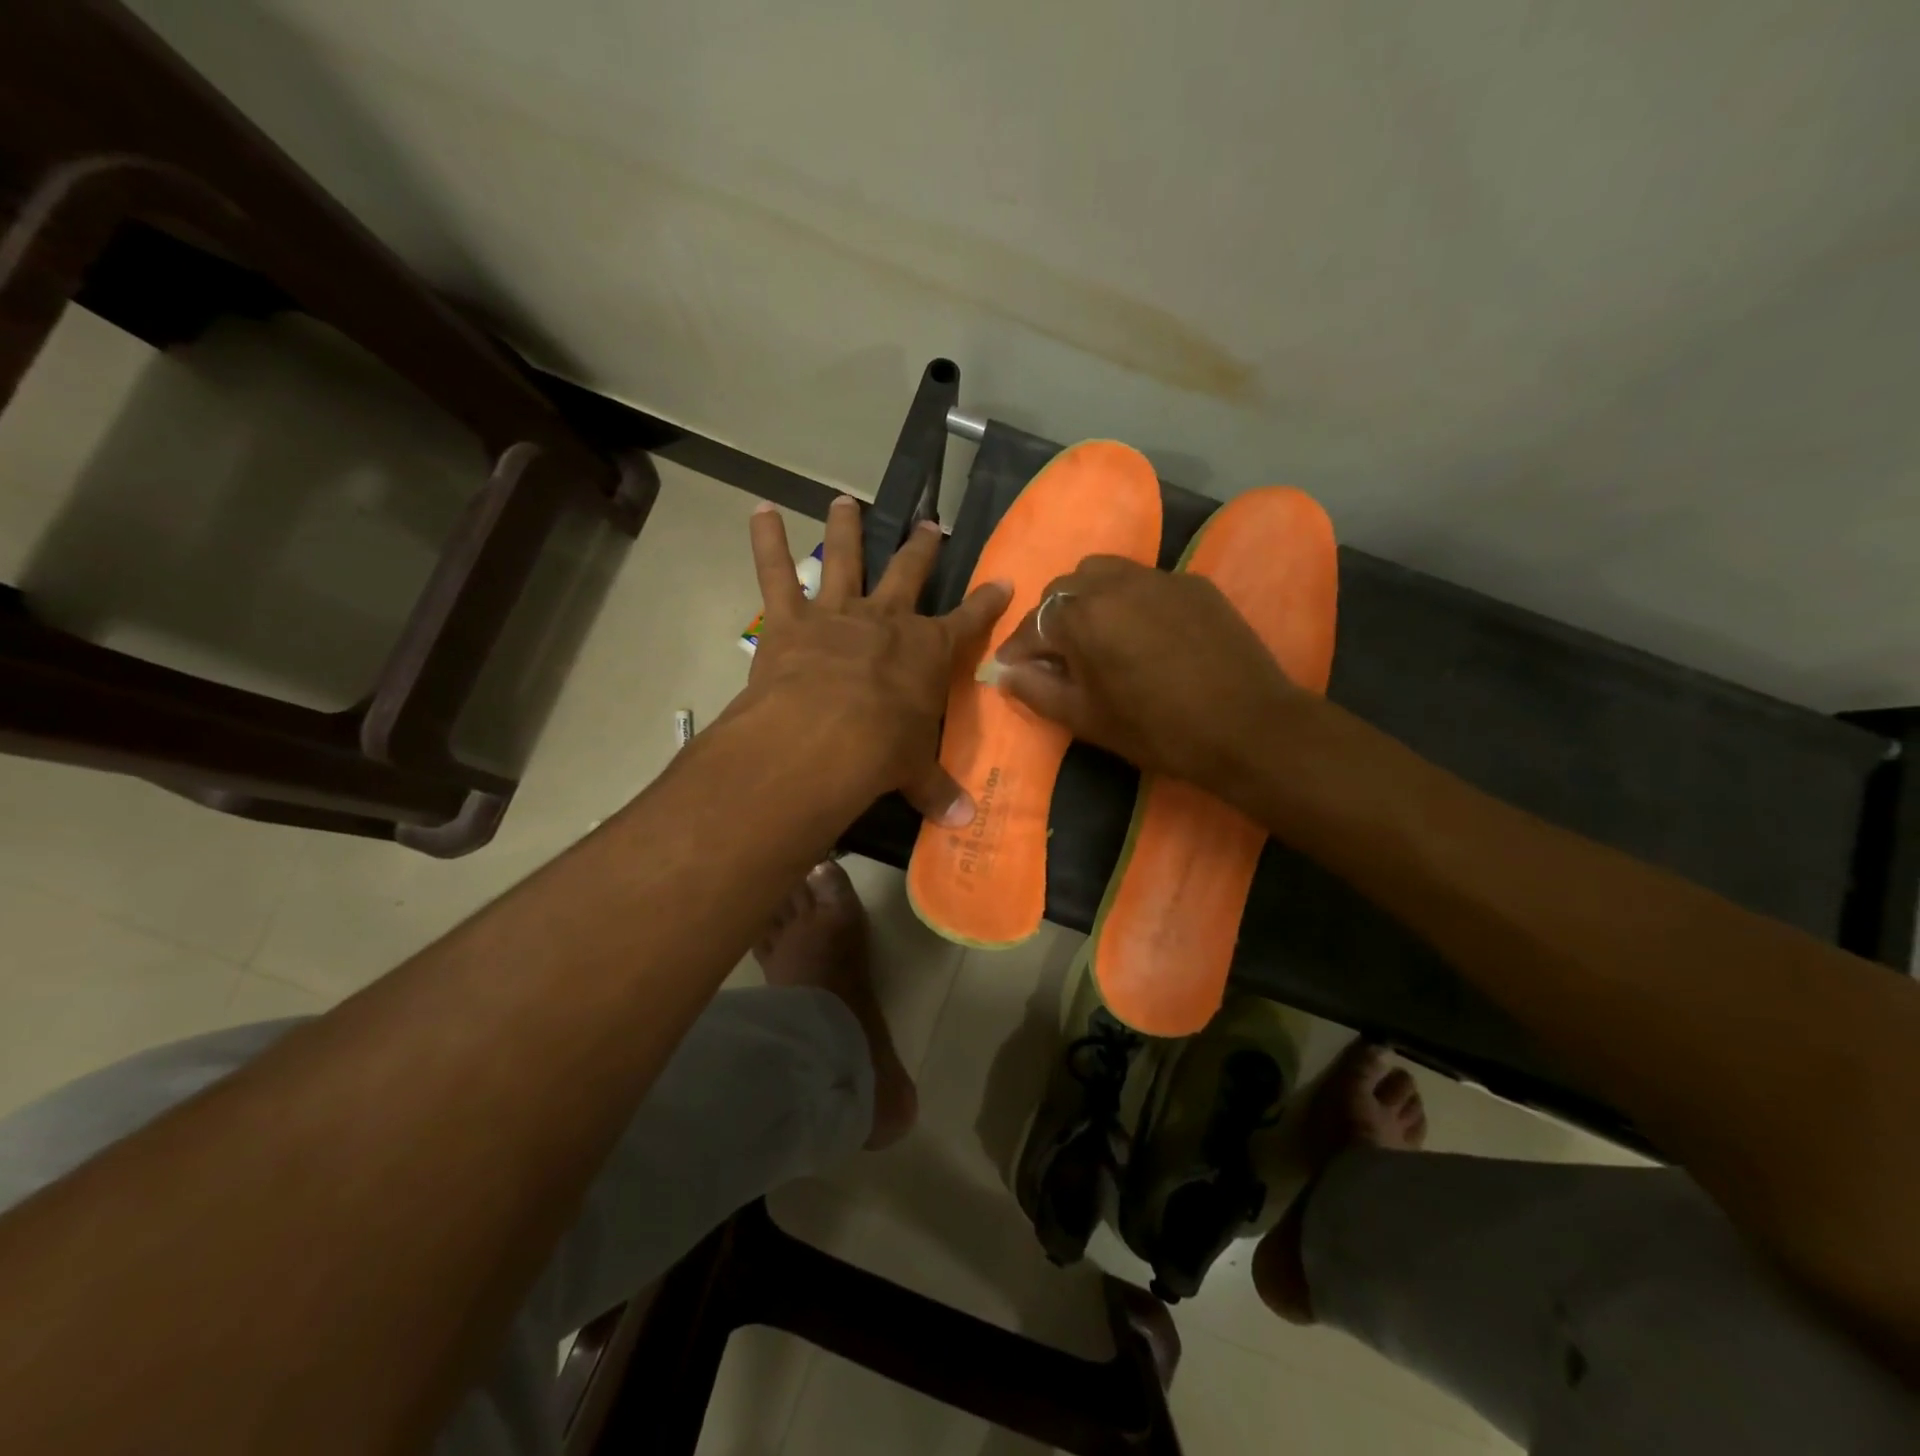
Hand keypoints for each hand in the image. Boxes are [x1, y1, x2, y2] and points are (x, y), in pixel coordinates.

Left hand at [740, 496, 1009, 825]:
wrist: (825, 736)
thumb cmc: (882, 751)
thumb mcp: (914, 772)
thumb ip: (936, 791)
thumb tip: (964, 822)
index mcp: (927, 652)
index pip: (968, 622)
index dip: (987, 603)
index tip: (1003, 581)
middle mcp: (887, 620)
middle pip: (908, 573)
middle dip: (920, 550)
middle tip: (928, 526)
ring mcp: (838, 613)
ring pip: (844, 559)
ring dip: (846, 529)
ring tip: (845, 500)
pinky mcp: (790, 619)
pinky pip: (777, 573)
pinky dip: (768, 541)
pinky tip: (761, 511)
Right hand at [990, 556, 1305, 793]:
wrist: (1247, 727)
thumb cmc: (1157, 730)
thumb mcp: (1086, 719)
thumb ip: (1036, 690)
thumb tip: (1003, 672)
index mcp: (1081, 617)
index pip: (1032, 624)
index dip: (1018, 649)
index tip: (1012, 668)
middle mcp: (1113, 583)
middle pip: (1063, 588)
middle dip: (1050, 619)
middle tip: (1056, 655)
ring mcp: (1156, 577)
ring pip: (1102, 573)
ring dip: (1086, 599)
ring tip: (1095, 634)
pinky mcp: (1191, 582)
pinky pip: (1143, 580)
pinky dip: (1127, 599)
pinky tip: (1141, 632)